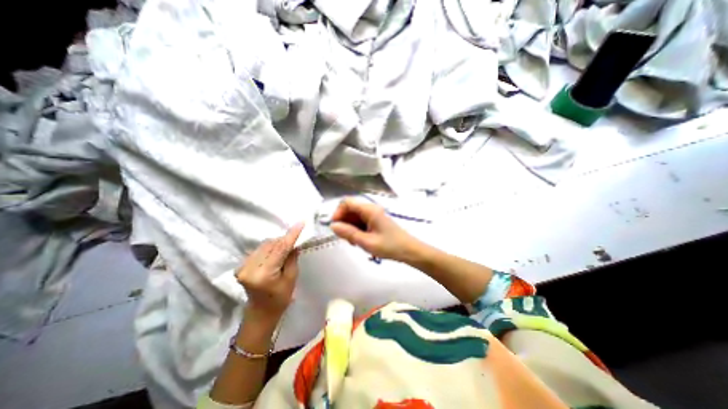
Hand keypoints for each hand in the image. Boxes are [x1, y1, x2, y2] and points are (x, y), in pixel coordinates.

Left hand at [233, 224, 301, 319]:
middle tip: (295, 239)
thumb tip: (294, 242)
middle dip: (284, 240)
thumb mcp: (291, 278)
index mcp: (264, 274)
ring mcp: (242, 267)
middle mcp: (249, 268)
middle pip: (270, 244)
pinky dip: (269, 248)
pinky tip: (275, 254)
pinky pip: (258, 249)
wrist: (260, 312)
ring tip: (285, 249)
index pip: (279, 249)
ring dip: (276, 243)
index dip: (291, 235)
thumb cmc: (280, 298)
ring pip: (264, 245)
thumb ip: (292, 258)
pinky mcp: (240, 266)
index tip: (300, 223)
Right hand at [331, 197, 421, 260]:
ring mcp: (373, 215)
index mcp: (369, 210)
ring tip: (353, 242)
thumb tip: (333, 226)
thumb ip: (348, 233)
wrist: (408, 250)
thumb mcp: (366, 242)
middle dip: (343, 222)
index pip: (346, 202)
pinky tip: (359, 240)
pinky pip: (360, 221)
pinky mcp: (375, 221)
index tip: (335, 228)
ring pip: (354, 216)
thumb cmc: (389, 246)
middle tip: (345, 238)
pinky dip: (356, 229)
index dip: (338, 213)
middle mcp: (370, 209)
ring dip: (349, 227)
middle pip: (350, 209)